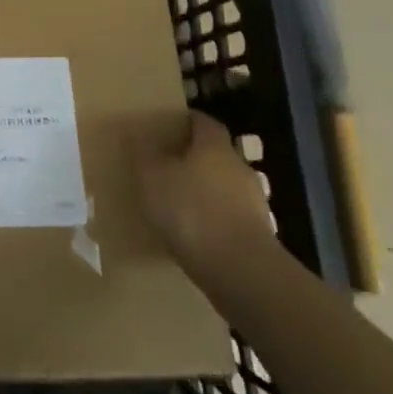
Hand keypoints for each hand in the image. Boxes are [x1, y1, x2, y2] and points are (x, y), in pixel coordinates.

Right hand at [130, 108, 279, 286]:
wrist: (241, 271)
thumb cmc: (191, 212)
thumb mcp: (152, 179)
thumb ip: (142, 154)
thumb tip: (133, 131)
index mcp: (214, 146)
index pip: (203, 122)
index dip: (187, 121)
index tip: (169, 125)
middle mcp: (239, 168)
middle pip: (217, 154)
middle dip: (195, 158)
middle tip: (168, 165)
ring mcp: (254, 203)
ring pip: (225, 188)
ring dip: (206, 192)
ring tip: (179, 204)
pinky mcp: (259, 236)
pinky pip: (231, 219)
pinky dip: (215, 221)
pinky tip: (196, 235)